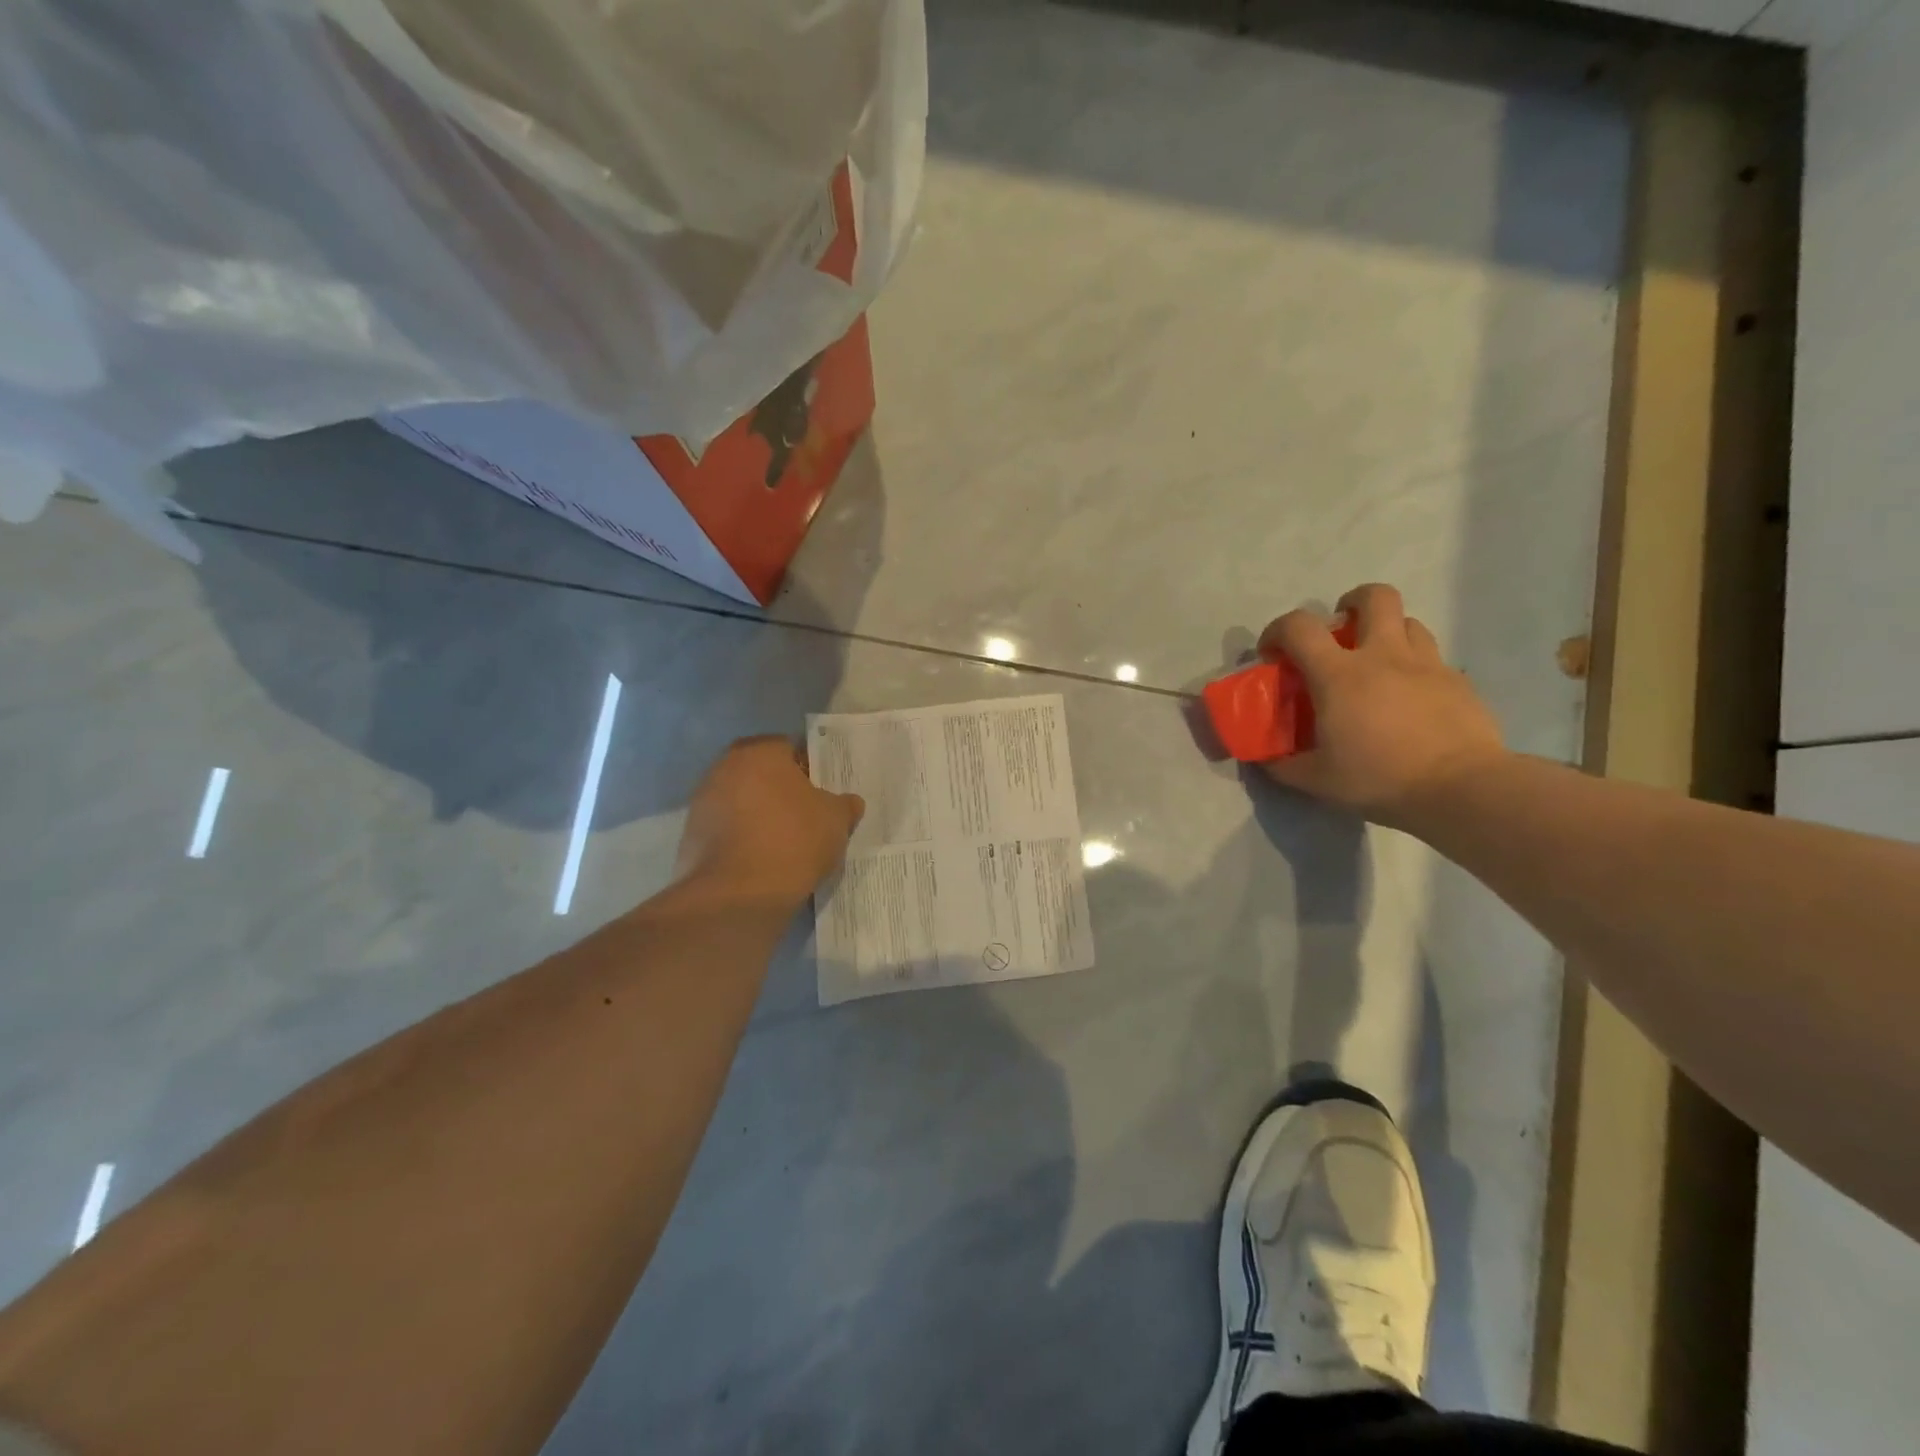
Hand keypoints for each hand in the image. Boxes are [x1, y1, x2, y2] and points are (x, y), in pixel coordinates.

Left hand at [676, 737, 864, 907]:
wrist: (737, 895)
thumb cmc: (793, 841)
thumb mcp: (836, 820)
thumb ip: (844, 804)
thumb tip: (848, 802)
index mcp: (760, 751)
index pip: (789, 748)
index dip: (809, 769)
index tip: (822, 792)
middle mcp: (724, 767)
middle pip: (761, 773)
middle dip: (781, 791)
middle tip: (806, 816)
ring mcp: (702, 802)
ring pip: (741, 801)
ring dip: (759, 815)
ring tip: (785, 843)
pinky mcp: (690, 836)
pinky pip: (726, 830)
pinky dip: (742, 840)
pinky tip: (762, 861)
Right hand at [1257, 584, 1506, 828]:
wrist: (1461, 789)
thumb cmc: (1379, 778)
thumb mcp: (1317, 779)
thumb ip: (1285, 765)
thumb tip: (1267, 760)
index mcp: (1339, 674)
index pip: (1300, 626)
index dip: (1278, 630)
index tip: (1274, 653)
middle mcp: (1383, 655)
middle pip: (1374, 597)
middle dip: (1352, 603)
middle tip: (1341, 632)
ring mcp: (1427, 664)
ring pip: (1408, 622)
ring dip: (1387, 633)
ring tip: (1378, 664)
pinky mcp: (1458, 681)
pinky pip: (1433, 658)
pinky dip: (1415, 668)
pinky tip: (1411, 699)